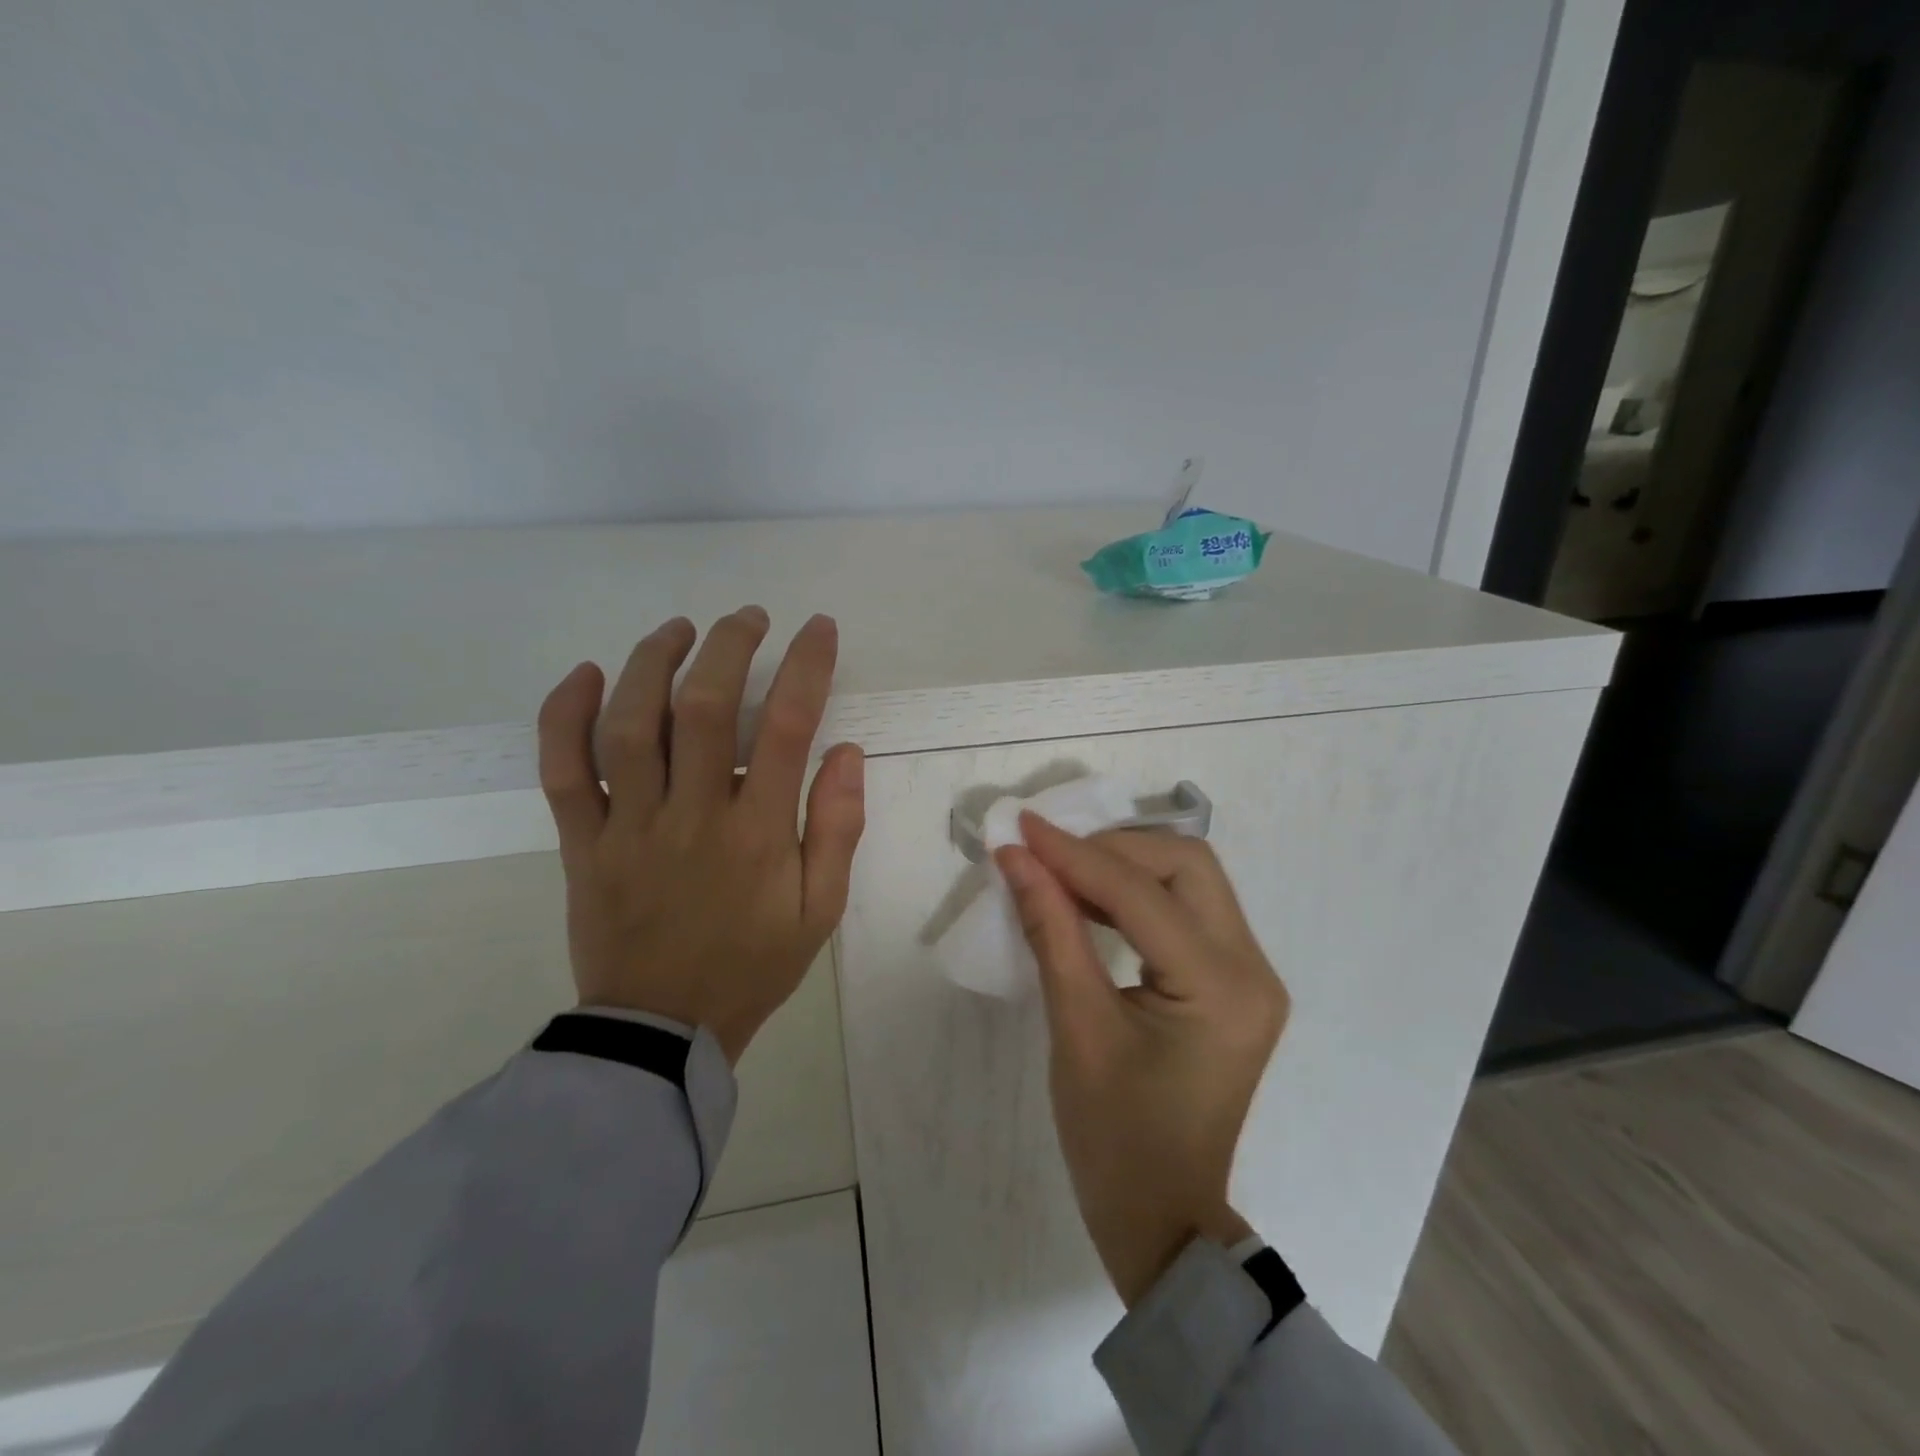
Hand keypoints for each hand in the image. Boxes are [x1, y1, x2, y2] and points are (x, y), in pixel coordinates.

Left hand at [536, 607, 865, 1063]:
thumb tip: (847, 753)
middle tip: (748, 618)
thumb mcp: (819, 911)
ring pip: (629, 725)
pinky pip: (562, 770)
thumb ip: (838, 829)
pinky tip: (586, 674)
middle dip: (729, 646)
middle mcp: (692, 816)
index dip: (805, 667)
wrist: (661, 1029)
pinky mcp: (582, 842)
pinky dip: (564, 715)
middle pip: (702, 708)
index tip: (816, 629)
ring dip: (652, 661)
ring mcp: (628, 827)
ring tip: (679, 629)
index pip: (785, 728)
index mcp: (757, 834)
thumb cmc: (751, 966)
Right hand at [995, 819, 1288, 1306]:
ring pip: (1190, 880)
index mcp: (1220, 987)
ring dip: (1126, 865)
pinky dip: (1138, 895)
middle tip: (1048, 854)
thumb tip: (1016, 859)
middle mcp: (1251, 968)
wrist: (1163, 1217)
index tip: (1021, 829)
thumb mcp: (1076, 1027)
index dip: (1074, 855)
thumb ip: (1051, 929)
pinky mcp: (1233, 983)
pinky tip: (1092, 899)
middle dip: (1113, 849)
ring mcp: (1249, 975)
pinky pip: (1187, 911)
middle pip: (1186, 866)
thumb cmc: (1114, 1138)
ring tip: (1061, 868)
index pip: (1141, 894)